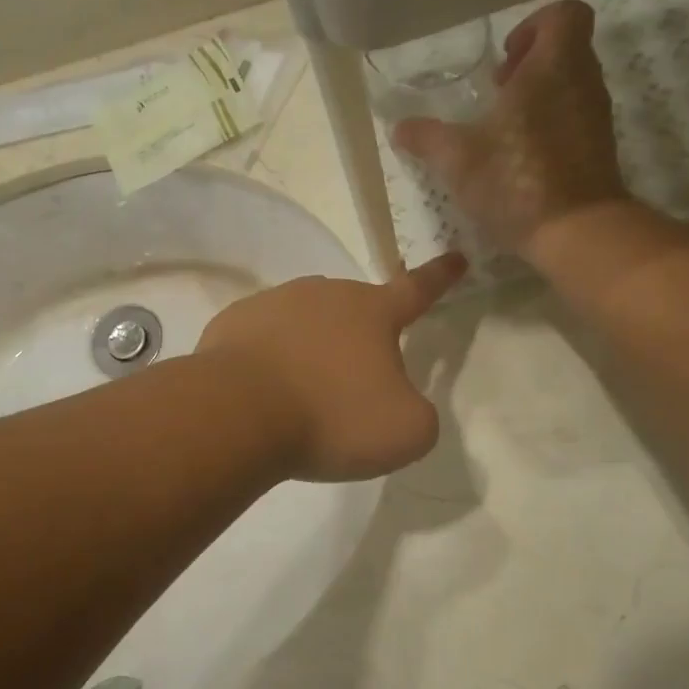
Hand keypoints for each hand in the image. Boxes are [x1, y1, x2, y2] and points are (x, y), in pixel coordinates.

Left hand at [195, 253, 466, 481]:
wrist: (238, 414)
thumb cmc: (332, 417)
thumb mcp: (406, 431)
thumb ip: (418, 413)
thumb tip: (397, 403)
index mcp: (372, 310)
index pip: (418, 288)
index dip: (440, 277)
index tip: (457, 257)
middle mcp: (324, 294)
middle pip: (354, 312)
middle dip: (360, 341)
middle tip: (350, 388)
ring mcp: (273, 303)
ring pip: (305, 323)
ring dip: (312, 351)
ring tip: (303, 398)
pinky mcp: (232, 323)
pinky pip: (262, 340)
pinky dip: (270, 361)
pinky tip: (263, 394)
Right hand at [392, 0, 627, 253]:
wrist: (577, 231)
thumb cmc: (517, 180)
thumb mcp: (458, 159)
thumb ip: (426, 138)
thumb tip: (398, 127)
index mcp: (554, 66)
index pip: (564, 14)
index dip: (533, 25)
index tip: (503, 59)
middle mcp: (583, 82)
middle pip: (566, 49)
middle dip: (529, 64)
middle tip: (496, 93)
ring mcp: (596, 117)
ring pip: (570, 85)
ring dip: (538, 96)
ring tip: (501, 129)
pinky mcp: (598, 149)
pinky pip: (574, 118)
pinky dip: (549, 125)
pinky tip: (519, 158)